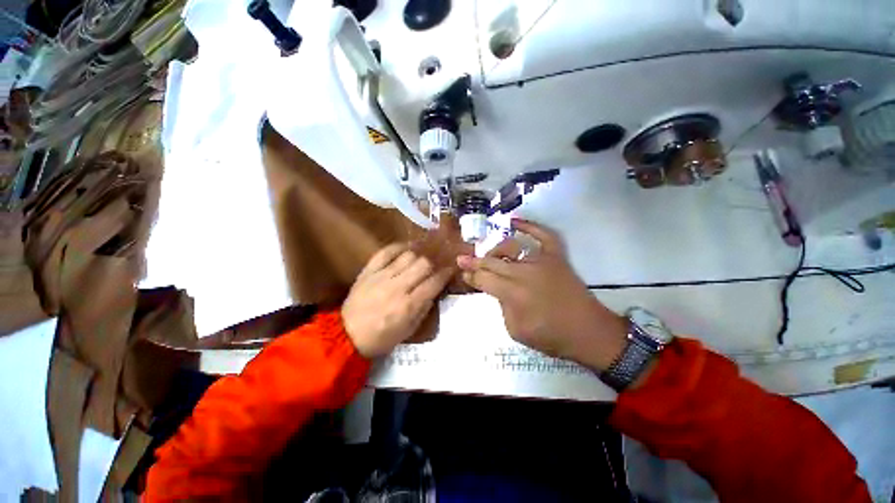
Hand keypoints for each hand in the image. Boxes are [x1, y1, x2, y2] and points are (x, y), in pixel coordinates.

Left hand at [343, 244, 453, 357]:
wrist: (346, 335)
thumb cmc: (381, 337)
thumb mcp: (409, 330)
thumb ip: (424, 308)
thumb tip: (434, 290)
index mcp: (408, 305)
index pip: (434, 282)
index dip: (446, 274)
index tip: (450, 270)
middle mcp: (397, 287)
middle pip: (423, 264)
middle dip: (433, 264)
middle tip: (433, 267)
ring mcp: (381, 276)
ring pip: (408, 256)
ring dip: (418, 256)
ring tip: (420, 259)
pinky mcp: (368, 271)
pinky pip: (385, 252)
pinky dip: (397, 248)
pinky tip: (405, 249)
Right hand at [456, 219, 627, 371]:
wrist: (588, 332)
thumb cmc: (551, 337)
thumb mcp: (515, 330)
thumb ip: (501, 306)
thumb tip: (497, 290)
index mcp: (513, 293)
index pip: (484, 279)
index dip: (471, 276)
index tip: (463, 273)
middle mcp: (524, 272)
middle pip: (492, 262)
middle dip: (474, 261)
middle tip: (462, 259)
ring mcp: (541, 261)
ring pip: (510, 247)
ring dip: (495, 249)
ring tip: (489, 255)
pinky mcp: (556, 257)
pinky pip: (543, 235)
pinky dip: (529, 226)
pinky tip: (514, 221)